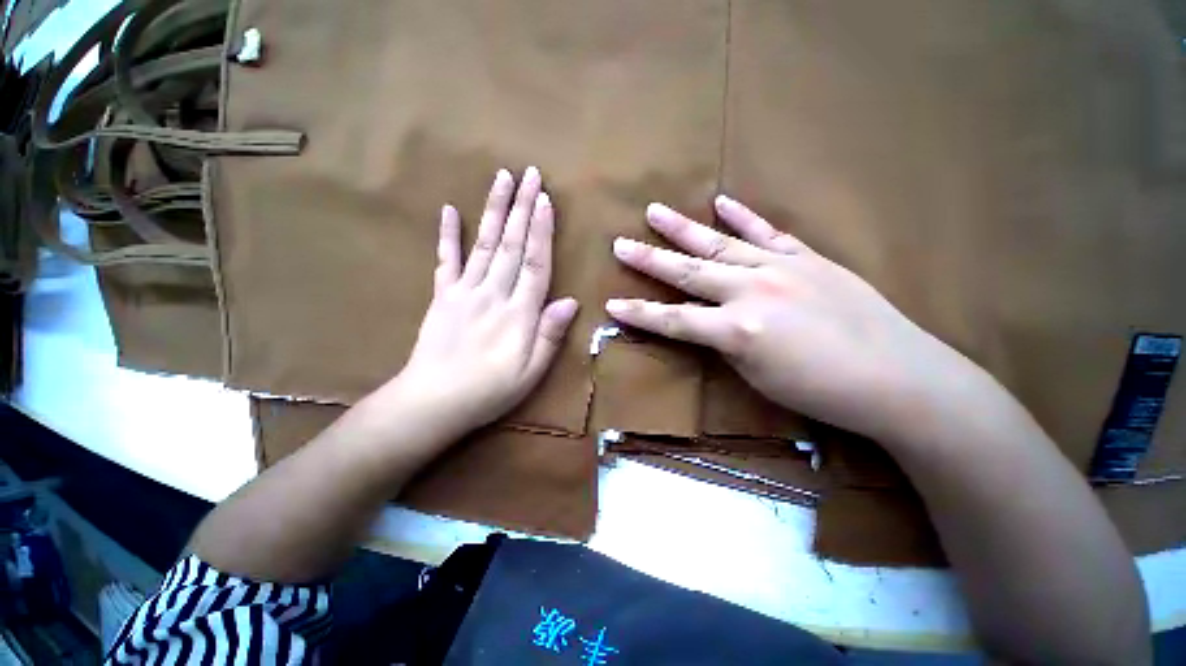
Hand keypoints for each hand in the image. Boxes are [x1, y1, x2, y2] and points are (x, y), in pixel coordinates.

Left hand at [374, 167, 577, 440]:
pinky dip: (448, 235)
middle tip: (530, 174)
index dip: (541, 231)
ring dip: (494, 210)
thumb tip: (572, 301)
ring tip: (501, 179)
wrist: (433, 402)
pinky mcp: (442, 297)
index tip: (546, 200)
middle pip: (512, 245)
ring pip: (484, 243)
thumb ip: (550, 334)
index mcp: (518, 313)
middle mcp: (493, 293)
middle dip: (522, 207)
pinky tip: (449, 210)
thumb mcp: (531, 372)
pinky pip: (446, 261)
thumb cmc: (490, 391)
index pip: (535, 263)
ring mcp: (464, 292)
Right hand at [607, 196, 985, 444]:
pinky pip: (767, 232)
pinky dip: (743, 216)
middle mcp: (751, 291)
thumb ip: (727, 343)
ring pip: (719, 244)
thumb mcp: (757, 377)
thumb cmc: (822, 391)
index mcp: (736, 330)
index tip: (610, 303)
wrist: (899, 377)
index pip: (673, 320)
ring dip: (683, 229)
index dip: (639, 313)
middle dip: (649, 260)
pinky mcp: (806, 257)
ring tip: (654, 212)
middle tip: (620, 243)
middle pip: (687, 273)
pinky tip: (722, 201)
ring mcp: (779, 268)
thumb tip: (711, 324)